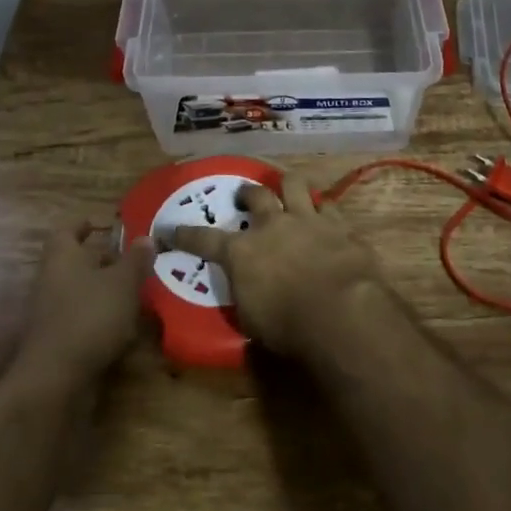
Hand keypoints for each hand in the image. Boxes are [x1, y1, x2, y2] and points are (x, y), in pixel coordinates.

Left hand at [15, 225, 155, 387]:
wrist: (55, 379)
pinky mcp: (57, 340)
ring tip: (137, 292)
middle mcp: (51, 279)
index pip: (68, 229)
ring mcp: (51, 312)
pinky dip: (101, 317)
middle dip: (104, 260)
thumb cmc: (90, 315)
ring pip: (81, 290)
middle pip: (76, 261)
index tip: (107, 225)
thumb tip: (146, 237)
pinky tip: (125, 326)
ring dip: (105, 290)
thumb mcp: (123, 283)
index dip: (86, 224)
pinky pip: (82, 318)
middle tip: (134, 260)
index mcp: (62, 256)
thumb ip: (136, 259)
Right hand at [172, 173, 386, 360]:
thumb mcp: (251, 319)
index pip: (204, 239)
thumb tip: (245, 289)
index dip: (185, 235)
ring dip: (289, 186)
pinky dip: (324, 209)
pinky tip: (326, 214)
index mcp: (242, 252)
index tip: (170, 229)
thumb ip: (245, 295)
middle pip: (255, 196)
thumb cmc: (288, 325)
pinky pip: (329, 205)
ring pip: (294, 184)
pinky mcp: (339, 224)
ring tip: (288, 189)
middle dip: (247, 193)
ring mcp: (307, 219)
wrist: (341, 311)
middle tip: (244, 196)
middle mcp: (272, 225)